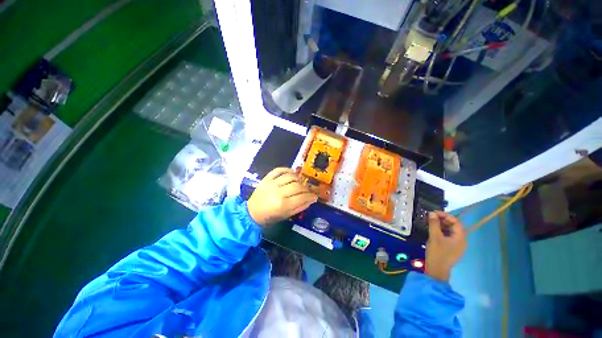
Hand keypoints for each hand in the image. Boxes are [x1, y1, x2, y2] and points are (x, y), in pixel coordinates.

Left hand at [247, 168, 317, 226]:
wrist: (252, 212)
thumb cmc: (270, 216)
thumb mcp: (286, 215)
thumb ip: (300, 207)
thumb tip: (311, 200)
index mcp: (283, 205)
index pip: (302, 197)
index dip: (311, 196)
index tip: (315, 196)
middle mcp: (278, 192)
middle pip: (297, 186)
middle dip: (306, 189)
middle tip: (307, 191)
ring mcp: (272, 183)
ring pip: (290, 177)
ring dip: (298, 179)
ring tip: (300, 183)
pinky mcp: (266, 178)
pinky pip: (279, 170)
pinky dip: (287, 169)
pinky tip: (292, 173)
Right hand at [425, 211, 466, 281]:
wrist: (437, 270)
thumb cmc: (437, 252)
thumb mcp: (434, 237)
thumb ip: (434, 224)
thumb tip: (432, 213)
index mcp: (460, 237)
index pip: (455, 222)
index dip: (445, 215)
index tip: (434, 212)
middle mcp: (461, 240)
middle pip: (454, 226)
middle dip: (443, 220)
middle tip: (431, 217)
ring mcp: (456, 245)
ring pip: (450, 231)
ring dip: (441, 225)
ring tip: (430, 222)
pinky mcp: (451, 248)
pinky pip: (447, 236)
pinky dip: (441, 231)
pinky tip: (433, 230)